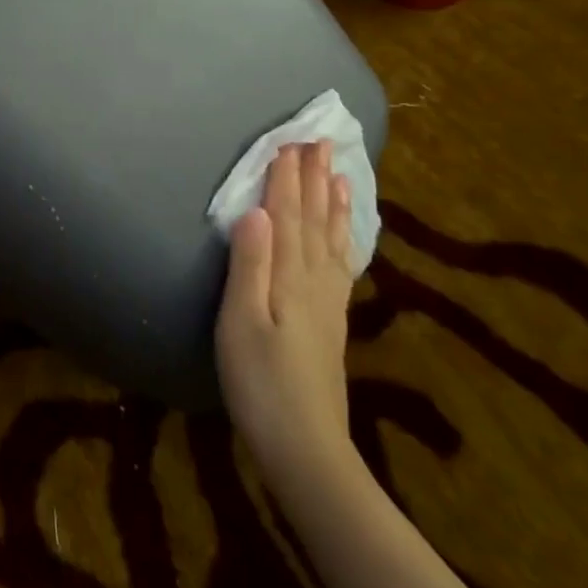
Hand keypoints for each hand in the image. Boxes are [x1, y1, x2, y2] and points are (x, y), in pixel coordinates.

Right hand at [216, 140, 357, 484]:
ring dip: (332, 201)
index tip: (289, 142)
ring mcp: (328, 300)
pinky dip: (345, 237)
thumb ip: (249, 265)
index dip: (286, 178)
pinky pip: (342, 263)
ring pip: (331, 237)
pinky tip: (346, 231)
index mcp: (289, 277)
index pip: (287, 216)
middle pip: (314, 219)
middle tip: (318, 141)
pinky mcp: (332, 319)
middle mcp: (314, 280)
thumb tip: (254, 210)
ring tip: (338, 171)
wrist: (305, 446)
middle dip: (313, 179)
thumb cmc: (260, 383)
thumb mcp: (240, 323)